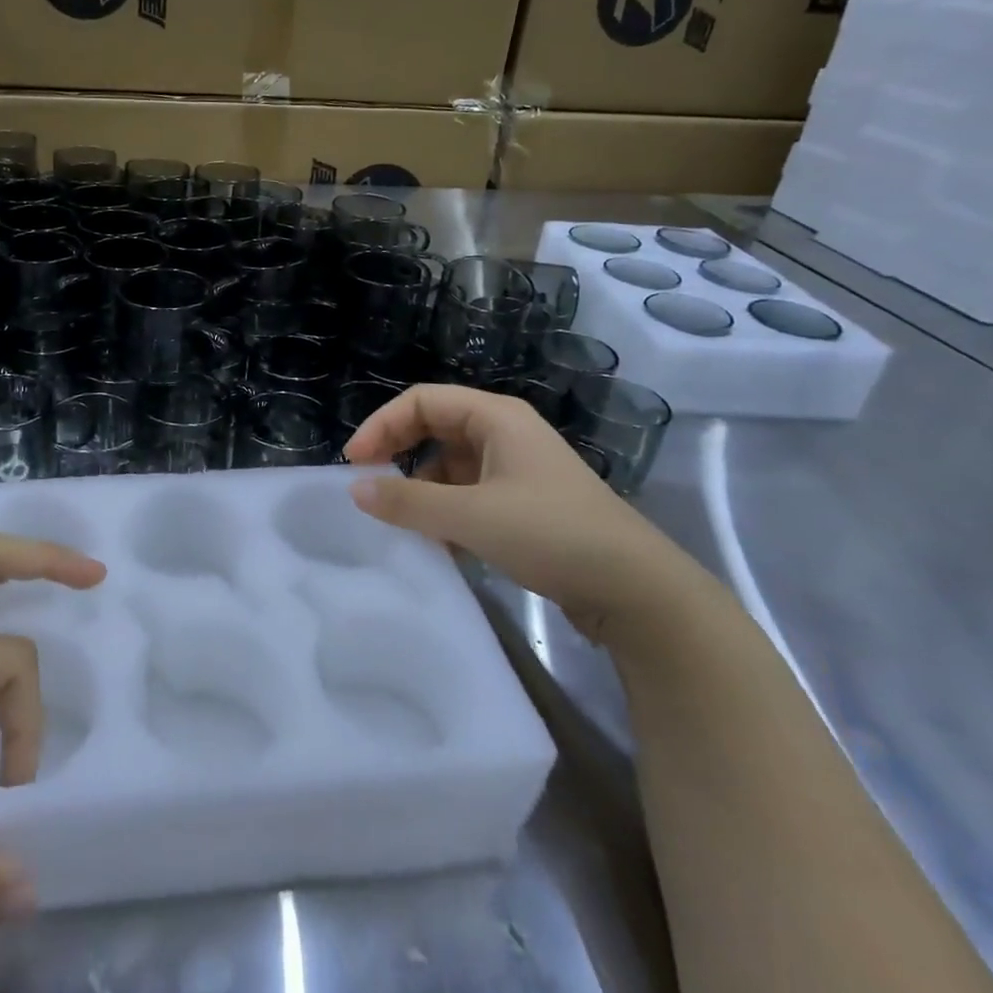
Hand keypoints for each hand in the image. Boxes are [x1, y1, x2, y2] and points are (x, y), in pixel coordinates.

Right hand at [343, 384, 693, 643]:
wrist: (637, 591)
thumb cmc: (551, 534)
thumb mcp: (471, 517)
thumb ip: (408, 501)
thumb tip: (355, 489)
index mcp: (496, 417)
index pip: (422, 401)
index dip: (383, 425)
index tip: (355, 463)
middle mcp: (505, 433)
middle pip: (435, 427)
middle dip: (399, 452)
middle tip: (369, 484)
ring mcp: (517, 469)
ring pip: (451, 464)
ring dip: (422, 488)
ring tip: (403, 522)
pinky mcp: (526, 503)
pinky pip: (469, 493)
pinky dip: (446, 510)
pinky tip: (439, 542)